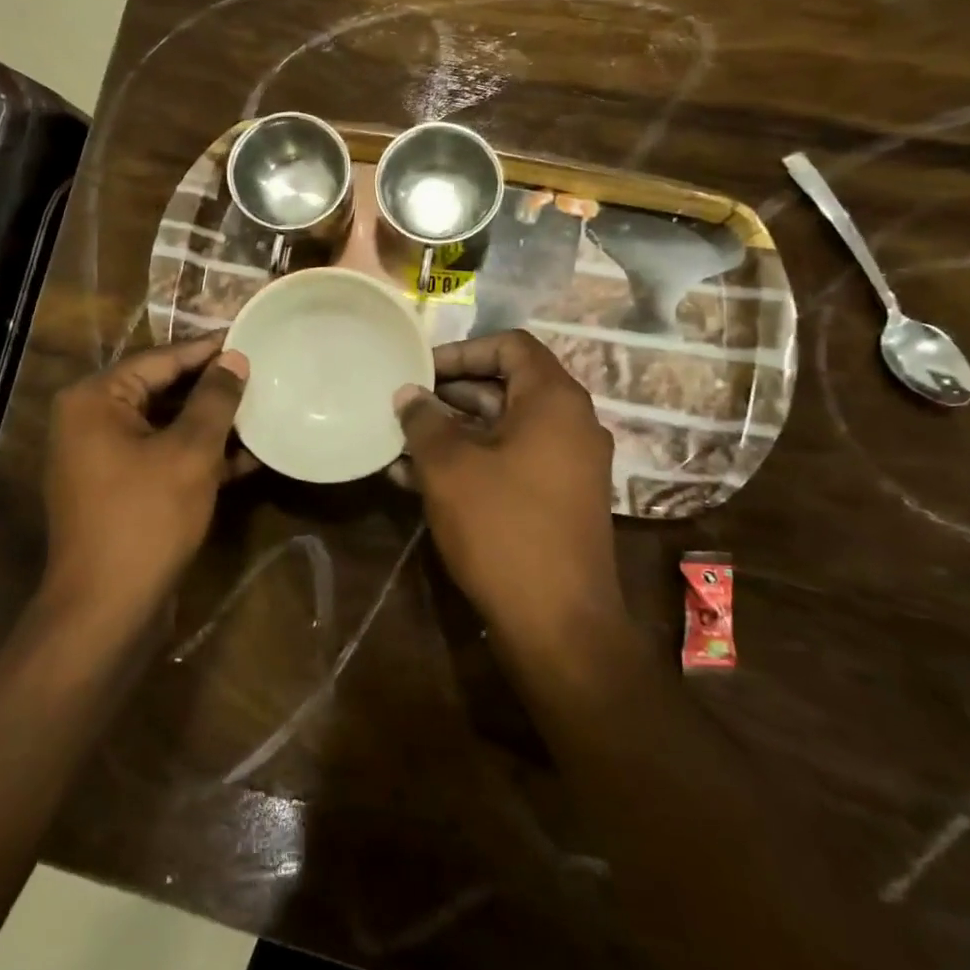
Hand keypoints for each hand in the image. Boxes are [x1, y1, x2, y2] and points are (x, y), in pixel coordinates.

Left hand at [43, 336, 249, 618]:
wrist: (106, 611)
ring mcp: (103, 458)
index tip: (251, 338)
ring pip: (166, 426)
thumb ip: (214, 400)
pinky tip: (248, 457)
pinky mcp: (121, 490)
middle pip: (162, 390)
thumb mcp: (190, 452)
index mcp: (95, 400)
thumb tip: (235, 358)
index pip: (161, 360)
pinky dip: (200, 456)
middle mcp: (91, 421)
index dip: (209, 350)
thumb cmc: (146, 518)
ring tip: (263, 410)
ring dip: (212, 424)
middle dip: (213, 388)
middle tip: (262, 373)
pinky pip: (163, 457)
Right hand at [396, 330, 618, 647]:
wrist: (558, 624)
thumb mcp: (449, 467)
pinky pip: (510, 462)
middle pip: (506, 385)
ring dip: (452, 432)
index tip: (421, 370)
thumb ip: (424, 420)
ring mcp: (567, 464)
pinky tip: (416, 478)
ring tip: (399, 443)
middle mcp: (570, 424)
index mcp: (554, 400)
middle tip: (404, 406)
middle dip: (449, 394)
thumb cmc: (502, 527)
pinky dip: (471, 461)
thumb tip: (408, 394)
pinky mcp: (557, 500)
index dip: (463, 350)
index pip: (511, 345)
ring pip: (503, 428)